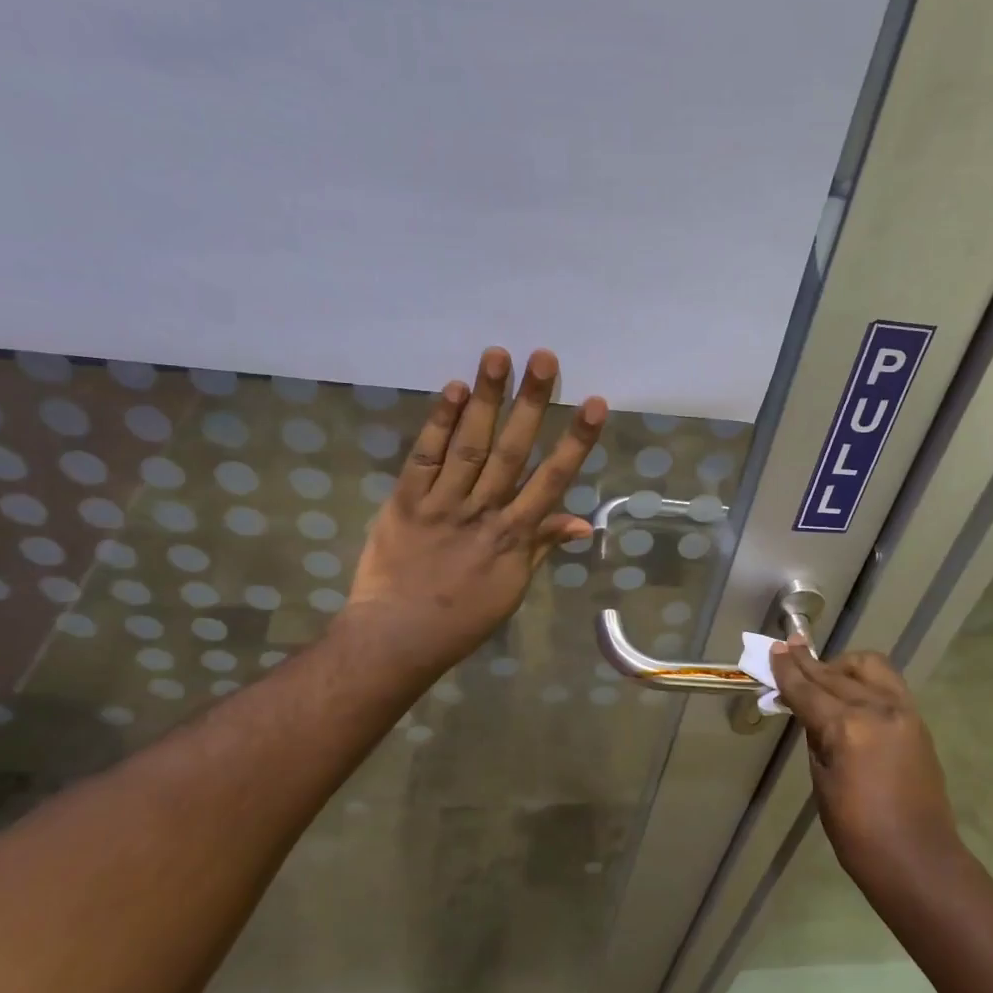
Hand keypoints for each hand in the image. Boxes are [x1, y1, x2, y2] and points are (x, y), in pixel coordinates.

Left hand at [345, 346, 606, 680]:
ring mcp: (442, 504)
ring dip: (485, 399)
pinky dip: (439, 424)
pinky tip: (453, 391)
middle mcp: (483, 511)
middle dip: (530, 403)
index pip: (552, 480)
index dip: (574, 441)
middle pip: (511, 450)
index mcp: (514, 535)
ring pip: (469, 445)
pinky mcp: (404, 502)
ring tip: (498, 356)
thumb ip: (543, 546)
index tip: (594, 403)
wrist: (398, 636)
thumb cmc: (463, 618)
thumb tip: (584, 522)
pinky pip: (424, 458)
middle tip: (544, 358)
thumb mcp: (513, 587)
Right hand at [768, 642, 958, 879]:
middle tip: (788, 649)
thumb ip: (816, 738)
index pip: (808, 691)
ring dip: (841, 665)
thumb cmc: (858, 833)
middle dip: (808, 663)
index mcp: (847, 728)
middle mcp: (876, 709)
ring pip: (868, 667)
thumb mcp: (822, 783)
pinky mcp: (917, 720)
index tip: (774, 649)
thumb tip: (810, 713)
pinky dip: (865, 678)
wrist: (918, 860)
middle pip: (834, 675)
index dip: (787, 671)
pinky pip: (887, 683)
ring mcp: (902, 711)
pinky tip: (851, 688)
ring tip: (823, 673)